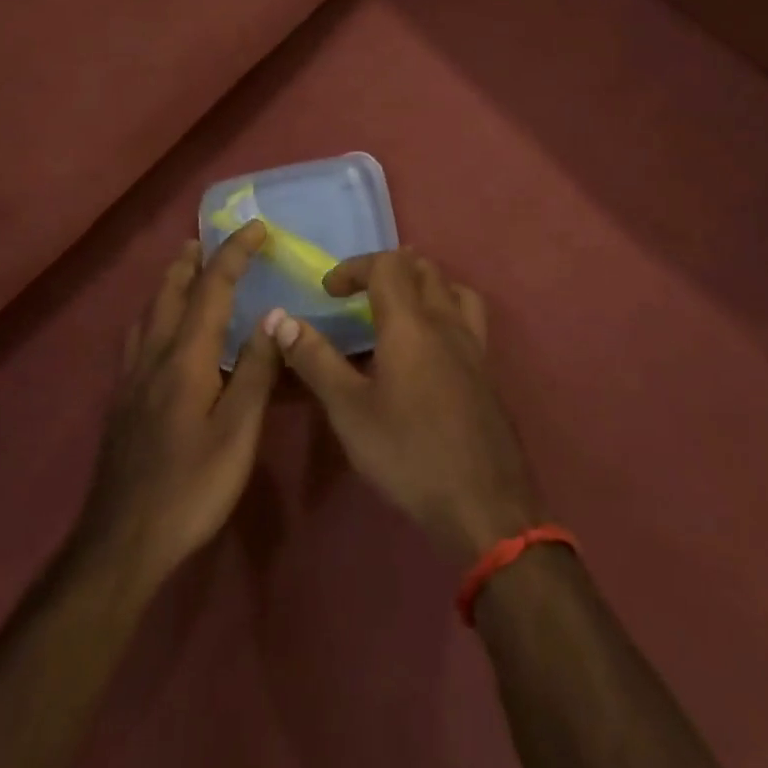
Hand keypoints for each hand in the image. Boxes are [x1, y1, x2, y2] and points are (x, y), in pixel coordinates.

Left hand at [71, 223, 279, 595]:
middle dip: (192, 260)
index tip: (257, 227)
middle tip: (209, 239)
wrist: (122, 542)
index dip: (234, 253)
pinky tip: (159, 332)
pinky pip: (138, 337)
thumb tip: (275, 315)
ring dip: (169, 283)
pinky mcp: (122, 401)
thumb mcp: (237, 432)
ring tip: (184, 271)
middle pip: (169, 292)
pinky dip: (154, 314)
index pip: (212, 289)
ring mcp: (131, 379)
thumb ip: (256, 371)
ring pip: (148, 313)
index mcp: (185, 359)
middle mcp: (153, 357)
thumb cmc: (191, 487)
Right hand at [269, 249, 542, 564]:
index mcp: (411, 324)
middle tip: (359, 295)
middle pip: (422, 268)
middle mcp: (447, 322)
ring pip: (452, 288)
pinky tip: (429, 349)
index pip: (387, 265)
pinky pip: (468, 317)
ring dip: (422, 284)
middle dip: (386, 269)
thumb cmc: (408, 454)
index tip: (329, 291)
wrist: (483, 503)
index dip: (355, 267)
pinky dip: (444, 310)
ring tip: (397, 310)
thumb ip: (316, 360)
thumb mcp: (350, 411)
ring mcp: (474, 345)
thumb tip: (280, 319)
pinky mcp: (487, 370)